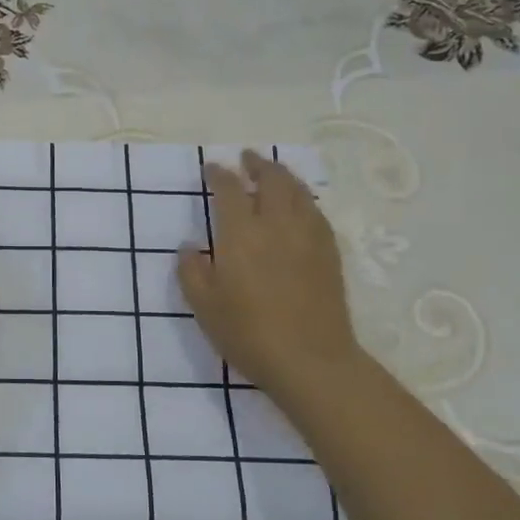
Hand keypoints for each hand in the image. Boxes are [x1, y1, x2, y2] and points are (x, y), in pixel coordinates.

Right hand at [177, 149, 366, 406]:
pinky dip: (304, 199)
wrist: (311, 361)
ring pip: (298, 192)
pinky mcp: (329, 253)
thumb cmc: (249, 334)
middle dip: (258, 164)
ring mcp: (308, 237)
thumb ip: (191, 272)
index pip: (229, 190)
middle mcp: (276, 225)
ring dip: (283, 176)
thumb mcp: (204, 307)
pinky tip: (300, 206)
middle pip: (271, 180)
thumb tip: (189, 246)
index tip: (211, 168)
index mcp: (241, 234)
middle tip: (247, 158)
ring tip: (273, 173)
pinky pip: (316, 212)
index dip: (219, 174)